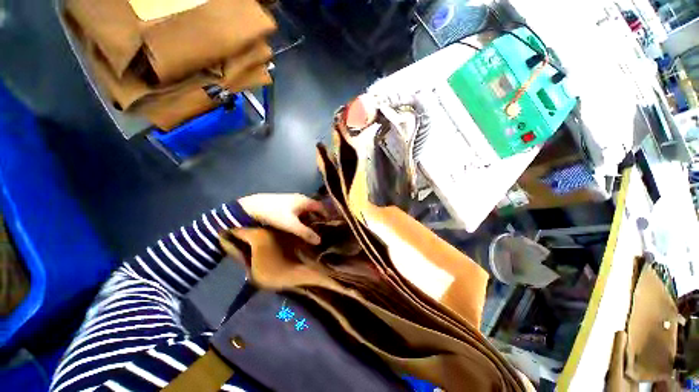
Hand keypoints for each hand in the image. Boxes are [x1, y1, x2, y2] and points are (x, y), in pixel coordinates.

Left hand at [238, 193, 327, 244]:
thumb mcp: (291, 225)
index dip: (327, 215)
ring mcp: (292, 200)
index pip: (321, 207)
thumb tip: (319, 241)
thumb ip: (305, 232)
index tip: (330, 226)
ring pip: (306, 210)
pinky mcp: (284, 203)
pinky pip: (298, 210)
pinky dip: (302, 217)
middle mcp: (300, 198)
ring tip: (310, 230)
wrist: (251, 207)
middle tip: (321, 230)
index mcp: (305, 201)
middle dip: (318, 218)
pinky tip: (298, 225)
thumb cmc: (274, 214)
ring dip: (309, 218)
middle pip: (314, 208)